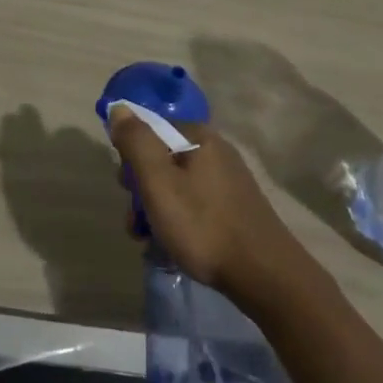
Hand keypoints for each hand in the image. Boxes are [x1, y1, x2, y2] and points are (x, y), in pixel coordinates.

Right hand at [107, 109, 311, 306]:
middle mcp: (216, 151)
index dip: (131, 157)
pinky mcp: (235, 207)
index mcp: (199, 137)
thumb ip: (136, 142)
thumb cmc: (203, 225)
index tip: (127, 188)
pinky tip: (172, 247)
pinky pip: (195, 205)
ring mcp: (228, 180)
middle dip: (142, 190)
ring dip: (156, 211)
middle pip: (162, 160)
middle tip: (137, 221)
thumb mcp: (158, 182)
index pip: (151, 131)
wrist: (263, 274)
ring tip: (149, 241)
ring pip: (176, 186)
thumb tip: (119, 108)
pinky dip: (178, 221)